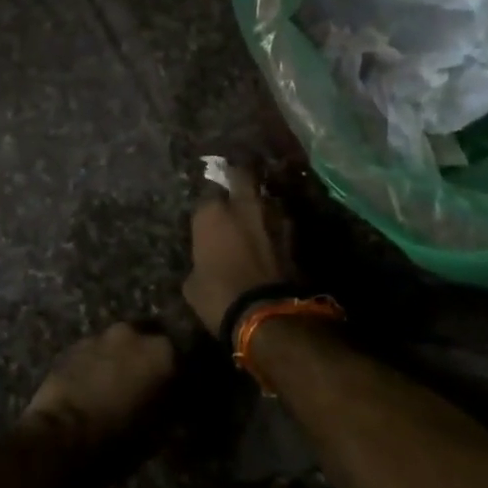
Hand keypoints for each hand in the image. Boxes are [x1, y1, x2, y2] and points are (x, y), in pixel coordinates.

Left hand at [21, 323, 176, 450]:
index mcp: (163, 352)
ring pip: (120, 344)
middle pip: (149, 341)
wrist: (61, 435)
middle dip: (148, 359)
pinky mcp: (73, 345)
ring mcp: (101, 335)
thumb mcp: (158, 432)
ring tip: (116, 384)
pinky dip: (98, 363)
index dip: (179, 376)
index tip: (175, 392)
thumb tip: (172, 403)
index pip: (182, 358)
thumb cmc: (118, 439)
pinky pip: (95, 351)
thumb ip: (170, 408)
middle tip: (145, 384)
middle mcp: (134, 333)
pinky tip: (94, 384)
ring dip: (122, 358)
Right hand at [183, 164, 293, 335]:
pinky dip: (276, 224)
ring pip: (266, 195)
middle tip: (234, 184)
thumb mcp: (192, 283)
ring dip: (260, 201)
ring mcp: (272, 215)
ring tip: (256, 212)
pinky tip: (272, 234)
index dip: (207, 203)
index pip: (205, 193)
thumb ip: (199, 260)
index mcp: (211, 213)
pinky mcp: (294, 232)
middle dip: (237, 176)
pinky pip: (281, 219)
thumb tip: (205, 260)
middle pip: (241, 173)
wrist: (268, 314)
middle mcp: (242, 204)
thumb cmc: (219, 297)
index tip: (206, 211)